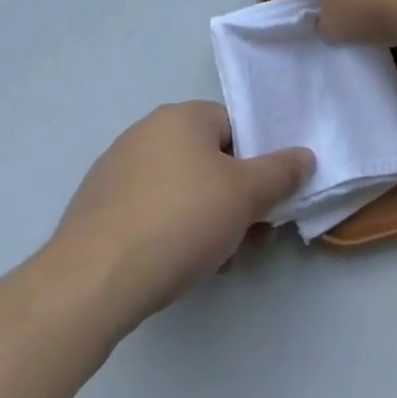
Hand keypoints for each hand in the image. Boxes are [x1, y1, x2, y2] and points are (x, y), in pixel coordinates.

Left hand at [49, 102, 311, 322]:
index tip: (263, 205)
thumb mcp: (245, 196)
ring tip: (213, 264)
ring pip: (178, 189)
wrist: (91, 282)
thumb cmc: (179, 222)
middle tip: (245, 242)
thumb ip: (280, 172)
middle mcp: (147, 131)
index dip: (255, 165)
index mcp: (182, 115)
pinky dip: (166, 232)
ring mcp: (115, 169)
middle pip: (207, 160)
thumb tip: (305, 155)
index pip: (234, 128)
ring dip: (203, 220)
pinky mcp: (94, 208)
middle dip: (232, 200)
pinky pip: (146, 211)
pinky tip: (171, 268)